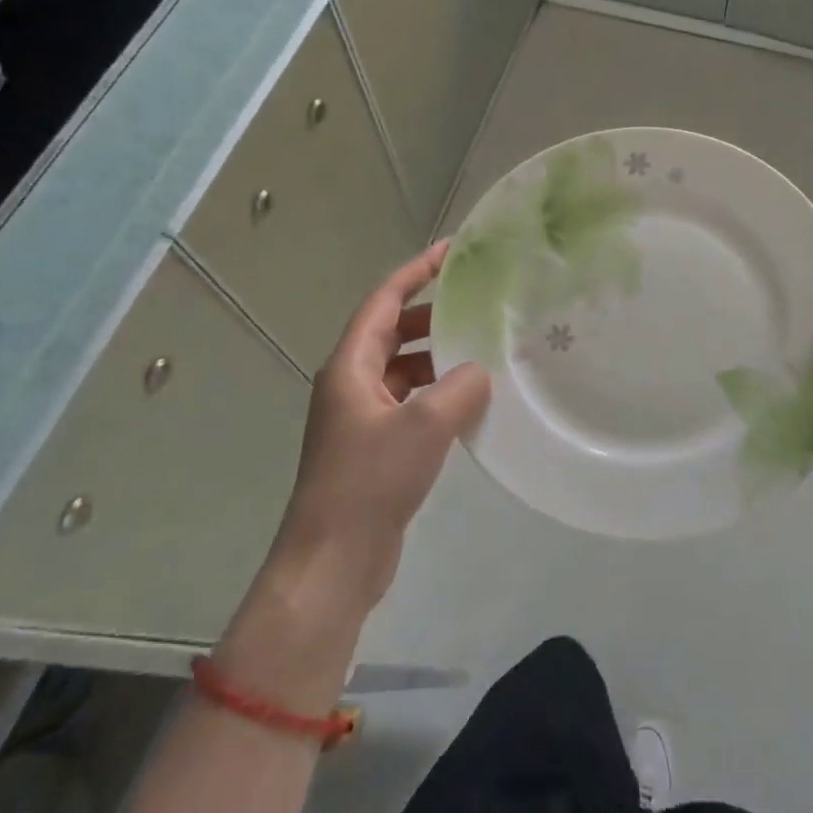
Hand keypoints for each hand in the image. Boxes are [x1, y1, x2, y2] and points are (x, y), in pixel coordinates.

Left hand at [268, 241, 491, 618]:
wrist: (332, 561)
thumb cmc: (369, 483)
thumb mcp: (424, 427)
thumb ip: (460, 388)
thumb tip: (480, 372)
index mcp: (349, 366)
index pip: (384, 302)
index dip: (415, 272)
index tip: (451, 251)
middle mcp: (350, 383)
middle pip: (392, 331)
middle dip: (431, 314)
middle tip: (476, 304)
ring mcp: (359, 417)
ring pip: (402, 368)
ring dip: (436, 357)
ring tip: (480, 351)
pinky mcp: (373, 446)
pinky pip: (408, 402)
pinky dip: (436, 393)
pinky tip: (468, 403)